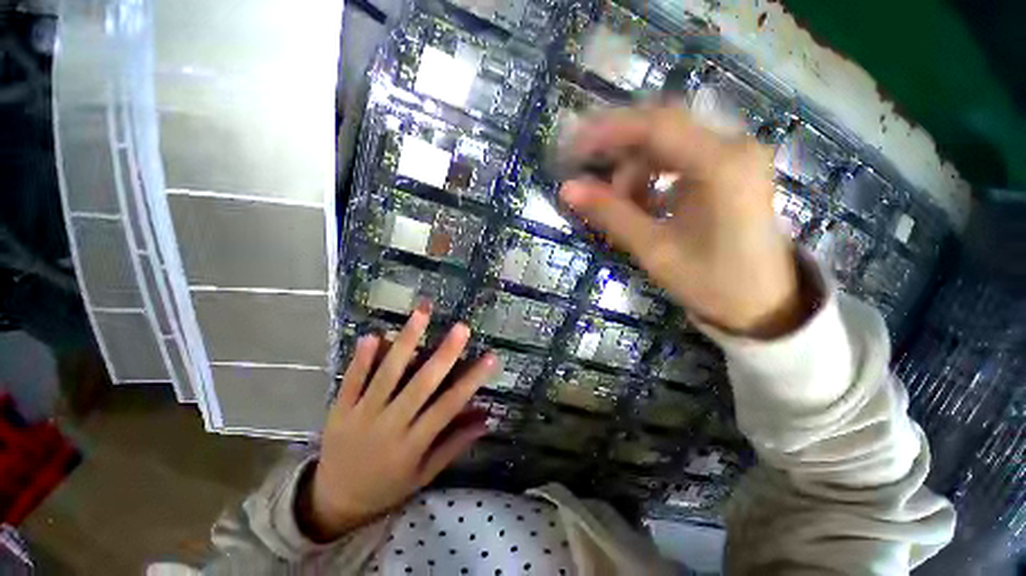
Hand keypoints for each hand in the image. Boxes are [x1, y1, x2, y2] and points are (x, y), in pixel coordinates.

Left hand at [298, 305, 498, 540]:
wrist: (333, 503)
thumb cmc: (387, 487)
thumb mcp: (424, 475)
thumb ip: (454, 444)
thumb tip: (486, 419)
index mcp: (413, 444)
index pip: (448, 407)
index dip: (471, 381)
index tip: (490, 357)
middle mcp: (390, 426)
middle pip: (421, 384)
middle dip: (444, 353)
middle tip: (461, 327)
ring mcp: (361, 415)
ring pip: (387, 374)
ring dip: (406, 341)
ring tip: (421, 314)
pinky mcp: (339, 410)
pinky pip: (351, 380)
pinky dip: (362, 357)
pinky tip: (373, 334)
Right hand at [559, 104, 808, 337]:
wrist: (761, 303)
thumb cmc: (710, 281)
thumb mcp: (654, 249)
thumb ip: (610, 214)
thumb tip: (567, 189)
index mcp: (722, 165)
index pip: (656, 127)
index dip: (608, 132)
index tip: (572, 147)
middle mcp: (733, 146)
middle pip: (662, 127)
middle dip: (618, 147)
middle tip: (586, 170)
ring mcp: (734, 155)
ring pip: (669, 142)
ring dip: (635, 166)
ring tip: (618, 201)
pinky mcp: (729, 169)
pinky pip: (680, 158)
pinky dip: (652, 174)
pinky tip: (642, 201)